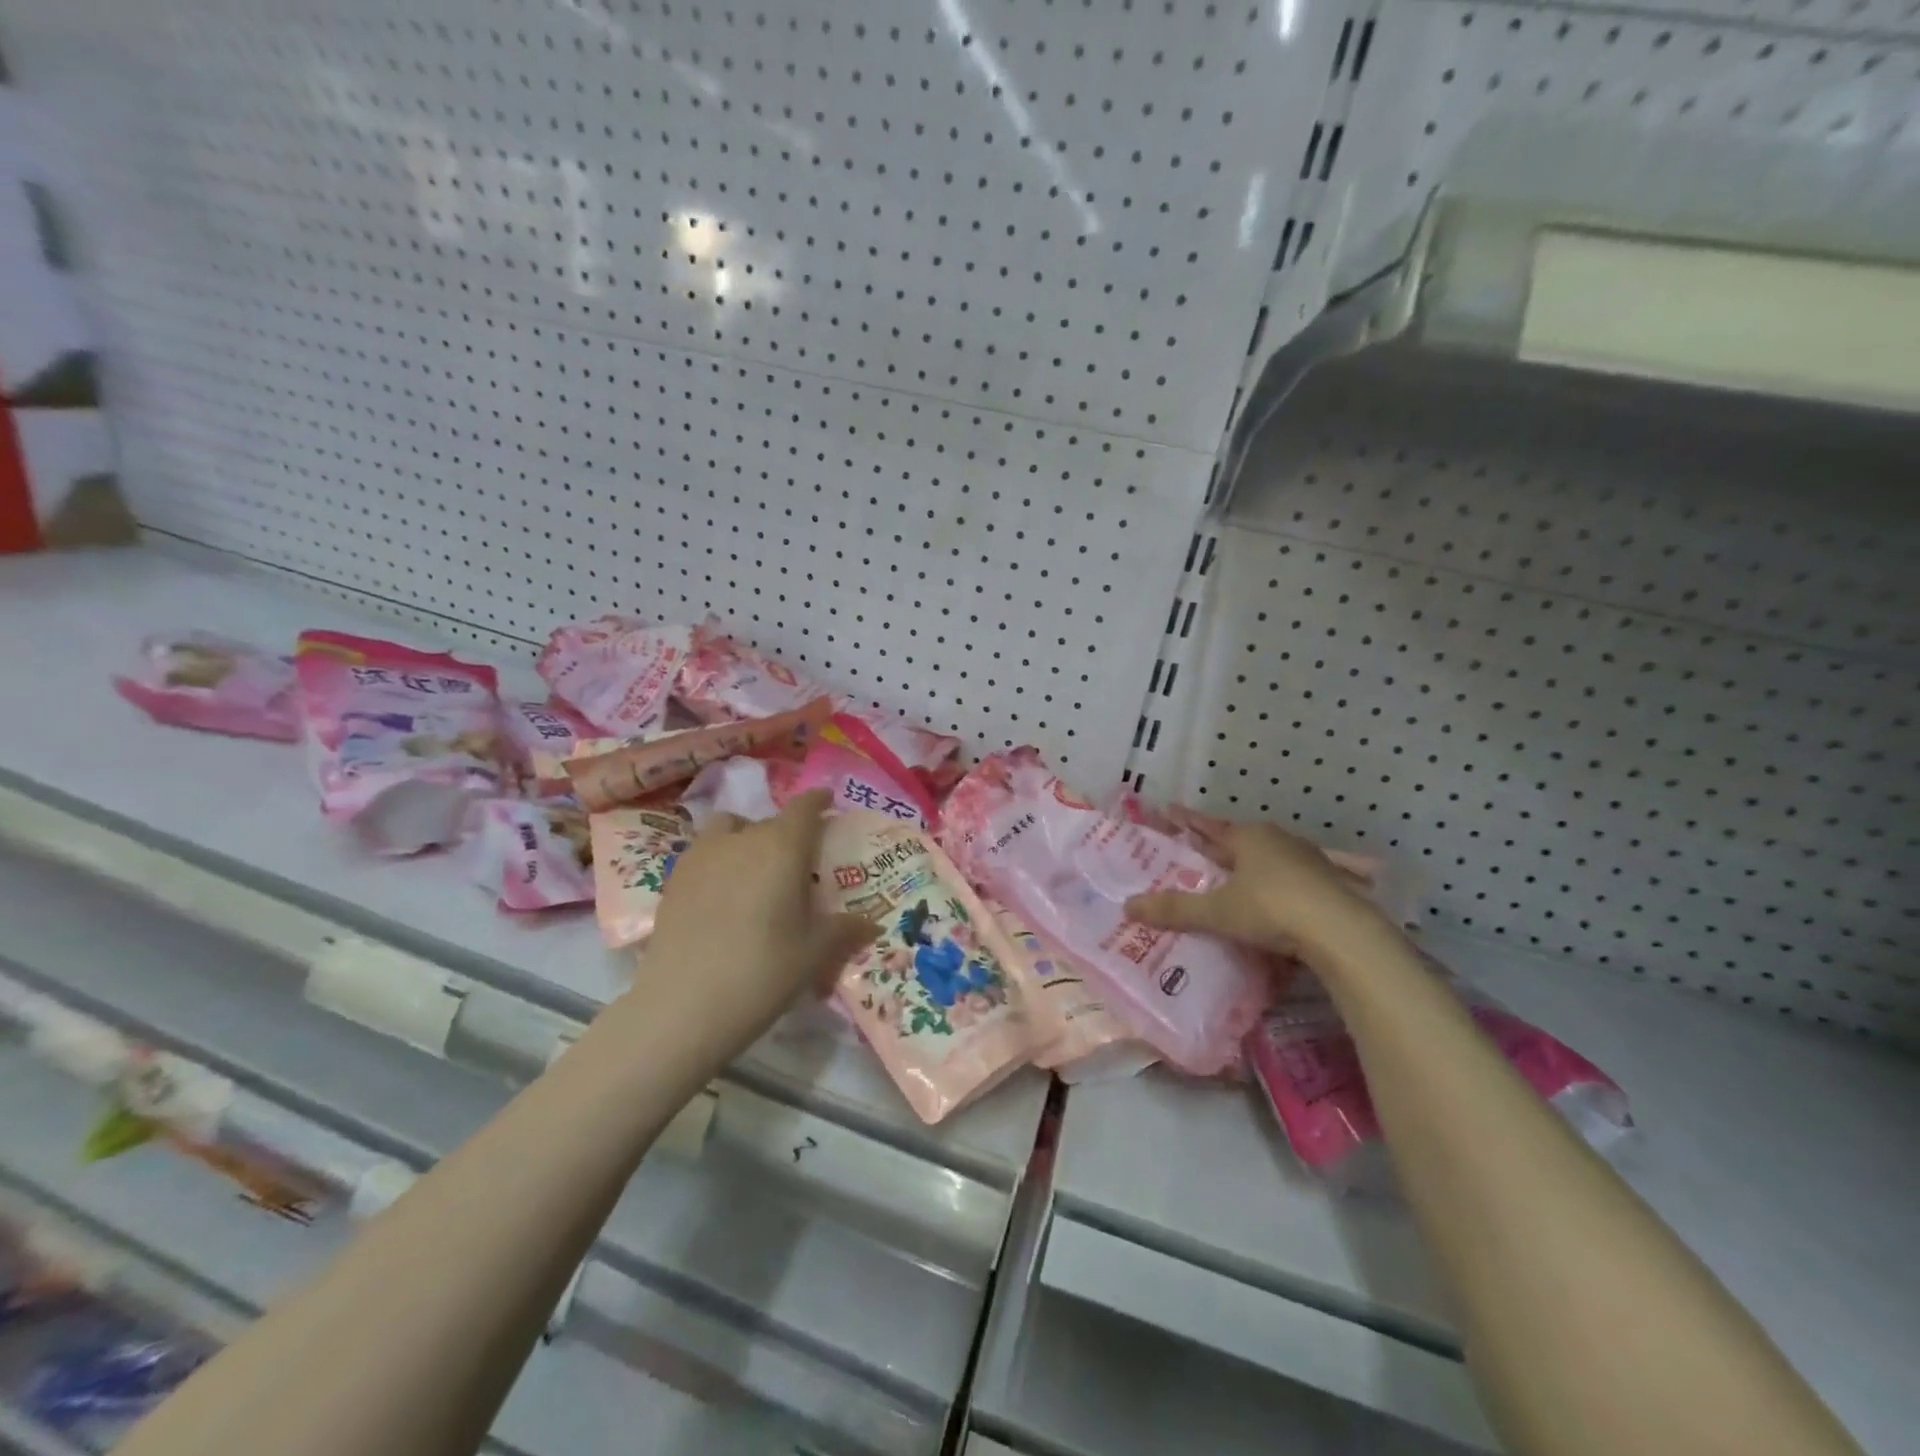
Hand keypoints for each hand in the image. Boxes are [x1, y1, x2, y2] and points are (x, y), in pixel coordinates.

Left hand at [637, 789, 876, 1064]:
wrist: (682, 1005)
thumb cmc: (763, 971)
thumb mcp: (814, 954)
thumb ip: (844, 930)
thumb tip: (871, 923)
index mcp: (784, 846)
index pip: (805, 807)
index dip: (818, 801)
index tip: (828, 802)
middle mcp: (743, 838)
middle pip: (770, 821)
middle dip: (788, 834)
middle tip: (799, 864)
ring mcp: (702, 855)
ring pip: (730, 829)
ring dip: (747, 838)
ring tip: (755, 871)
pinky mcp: (674, 878)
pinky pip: (704, 852)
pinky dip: (719, 860)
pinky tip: (723, 895)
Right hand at [1123, 817, 1387, 965]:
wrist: (1344, 933)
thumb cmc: (1272, 910)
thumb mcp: (1218, 912)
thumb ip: (1175, 909)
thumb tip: (1127, 906)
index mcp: (1248, 838)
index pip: (1209, 826)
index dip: (1187, 820)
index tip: (1169, 809)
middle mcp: (1278, 840)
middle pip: (1239, 840)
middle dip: (1219, 845)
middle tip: (1198, 852)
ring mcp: (1309, 860)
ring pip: (1269, 858)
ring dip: (1251, 866)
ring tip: (1234, 877)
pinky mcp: (1331, 883)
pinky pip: (1293, 879)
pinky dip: (1278, 885)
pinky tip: (1276, 900)